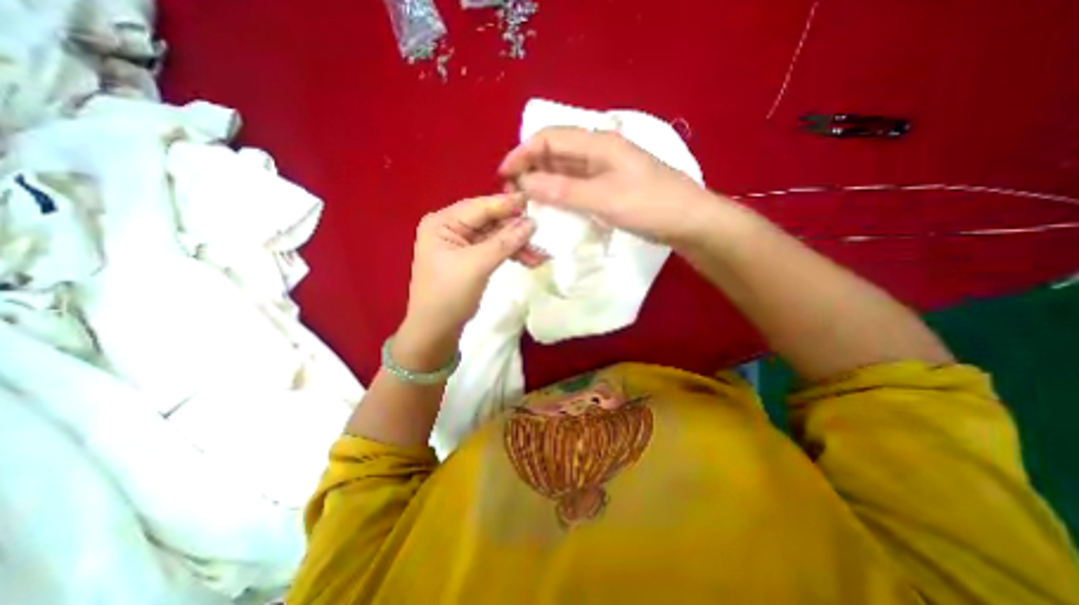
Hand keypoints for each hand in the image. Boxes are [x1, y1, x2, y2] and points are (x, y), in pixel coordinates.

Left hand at [399, 194, 538, 359]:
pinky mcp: (471, 258)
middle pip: (490, 221)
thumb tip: (532, 222)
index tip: (536, 201)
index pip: (481, 207)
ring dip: (518, 245)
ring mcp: (462, 244)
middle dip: (516, 230)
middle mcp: (451, 227)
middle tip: (542, 235)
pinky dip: (512, 254)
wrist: (436, 330)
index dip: (509, 205)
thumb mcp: (477, 265)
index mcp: (443, 222)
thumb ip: (505, 242)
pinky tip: (530, 260)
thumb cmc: (449, 295)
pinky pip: (495, 250)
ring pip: (496, 237)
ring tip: (541, 255)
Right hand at [499, 126, 718, 241]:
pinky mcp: (608, 187)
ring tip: (526, 202)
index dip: (522, 154)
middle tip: (513, 195)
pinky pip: (576, 186)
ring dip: (543, 183)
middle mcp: (598, 152)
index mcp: (598, 143)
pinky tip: (550, 207)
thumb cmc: (649, 206)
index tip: (503, 177)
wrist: (688, 221)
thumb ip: (563, 191)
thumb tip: (525, 184)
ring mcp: (604, 170)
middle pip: (554, 153)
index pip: (549, 138)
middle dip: (529, 170)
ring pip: (564, 170)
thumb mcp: (603, 199)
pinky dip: (559, 194)